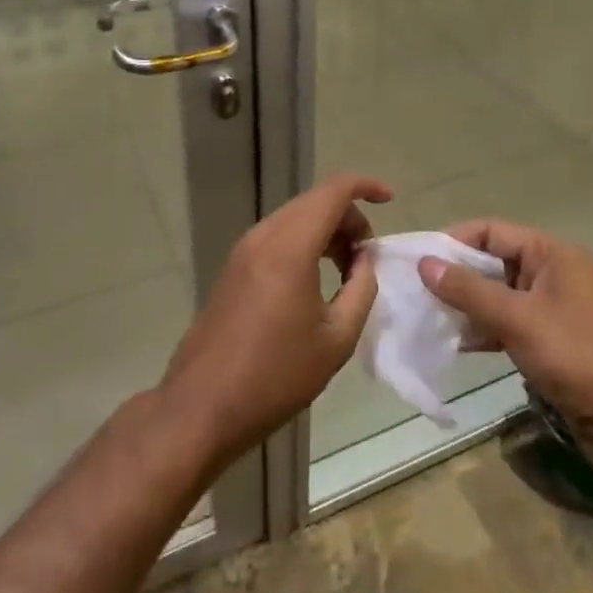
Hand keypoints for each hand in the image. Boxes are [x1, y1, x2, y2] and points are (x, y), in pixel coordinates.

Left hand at [160, 173, 387, 462]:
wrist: (202, 407)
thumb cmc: (275, 375)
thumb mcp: (336, 339)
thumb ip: (361, 288)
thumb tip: (364, 259)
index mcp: (290, 246)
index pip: (334, 191)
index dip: (366, 186)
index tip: (390, 200)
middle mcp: (264, 236)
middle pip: (314, 201)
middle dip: (348, 217)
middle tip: (368, 256)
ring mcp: (243, 250)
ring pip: (295, 217)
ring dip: (326, 230)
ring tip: (346, 271)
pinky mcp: (233, 267)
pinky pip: (277, 236)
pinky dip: (304, 242)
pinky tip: (314, 279)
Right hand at [420, 219, 592, 458]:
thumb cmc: (576, 356)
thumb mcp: (518, 319)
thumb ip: (469, 290)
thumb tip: (425, 263)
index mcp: (551, 254)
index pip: (492, 231)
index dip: (455, 241)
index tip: (420, 259)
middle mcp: (551, 273)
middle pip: (494, 261)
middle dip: (457, 275)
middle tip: (417, 290)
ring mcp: (551, 308)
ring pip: (498, 295)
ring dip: (467, 305)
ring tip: (429, 317)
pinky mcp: (550, 341)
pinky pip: (508, 323)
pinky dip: (484, 330)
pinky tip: (456, 343)